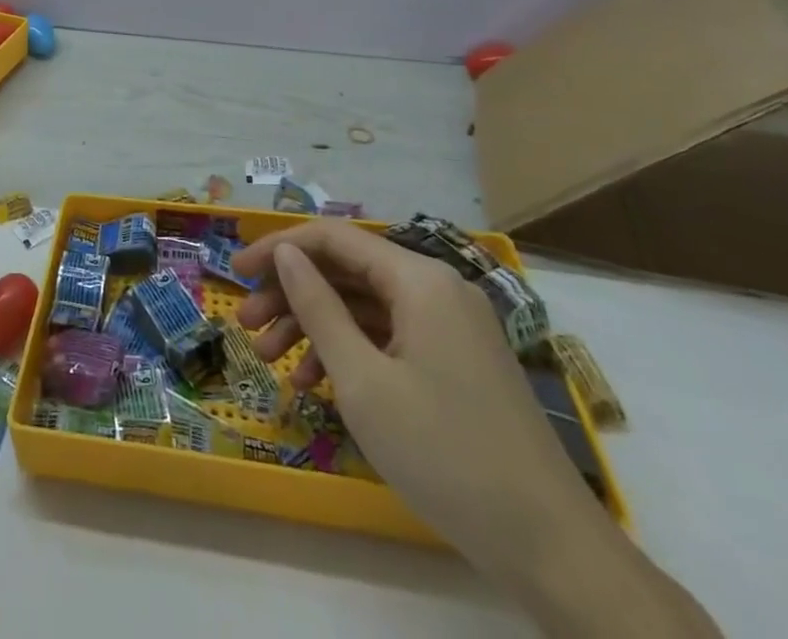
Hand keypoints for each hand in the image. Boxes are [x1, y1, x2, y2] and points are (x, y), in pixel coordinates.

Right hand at [233, 221, 605, 586]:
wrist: (551, 548)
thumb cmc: (445, 452)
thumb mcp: (363, 379)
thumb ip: (318, 306)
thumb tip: (286, 253)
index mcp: (419, 279)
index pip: (333, 239)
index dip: (278, 249)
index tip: (236, 273)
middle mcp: (437, 289)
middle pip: (346, 272)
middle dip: (291, 295)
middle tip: (246, 326)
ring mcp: (450, 327)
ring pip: (364, 307)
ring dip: (314, 327)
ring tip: (269, 360)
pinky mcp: (456, 361)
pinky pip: (389, 337)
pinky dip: (350, 352)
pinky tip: (316, 384)